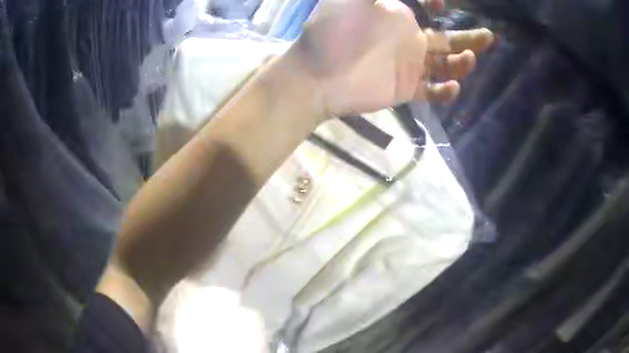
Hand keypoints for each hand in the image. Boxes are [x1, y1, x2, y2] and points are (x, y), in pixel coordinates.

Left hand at [288, 0, 493, 116]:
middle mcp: (408, 40)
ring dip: (462, 63)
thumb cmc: (333, 32)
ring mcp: (409, 66)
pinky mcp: (406, 89)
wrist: (316, 75)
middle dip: (468, 38)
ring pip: (445, 65)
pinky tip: (451, 86)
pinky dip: (445, 91)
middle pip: (447, 40)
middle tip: (488, 37)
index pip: (430, 13)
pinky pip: (432, 91)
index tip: (441, 5)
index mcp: (399, 17)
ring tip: (469, 58)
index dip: (440, 7)